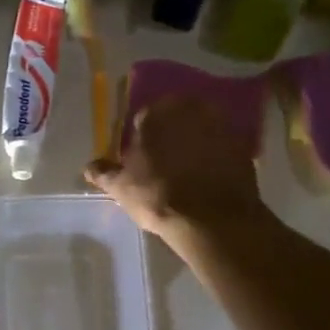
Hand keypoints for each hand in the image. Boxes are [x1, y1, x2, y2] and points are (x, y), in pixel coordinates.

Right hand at [85, 94, 265, 238]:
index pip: (144, 116)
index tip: (144, 154)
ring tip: (192, 163)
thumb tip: (88, 166)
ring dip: (197, 137)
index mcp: (154, 114)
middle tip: (167, 156)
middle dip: (171, 130)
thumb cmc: (157, 196)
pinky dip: (218, 152)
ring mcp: (218, 125)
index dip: (143, 135)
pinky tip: (213, 173)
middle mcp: (187, 110)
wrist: (212, 219)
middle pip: (176, 115)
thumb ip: (103, 173)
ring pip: (202, 125)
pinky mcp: (242, 145)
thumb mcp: (121, 188)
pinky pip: (224, 143)